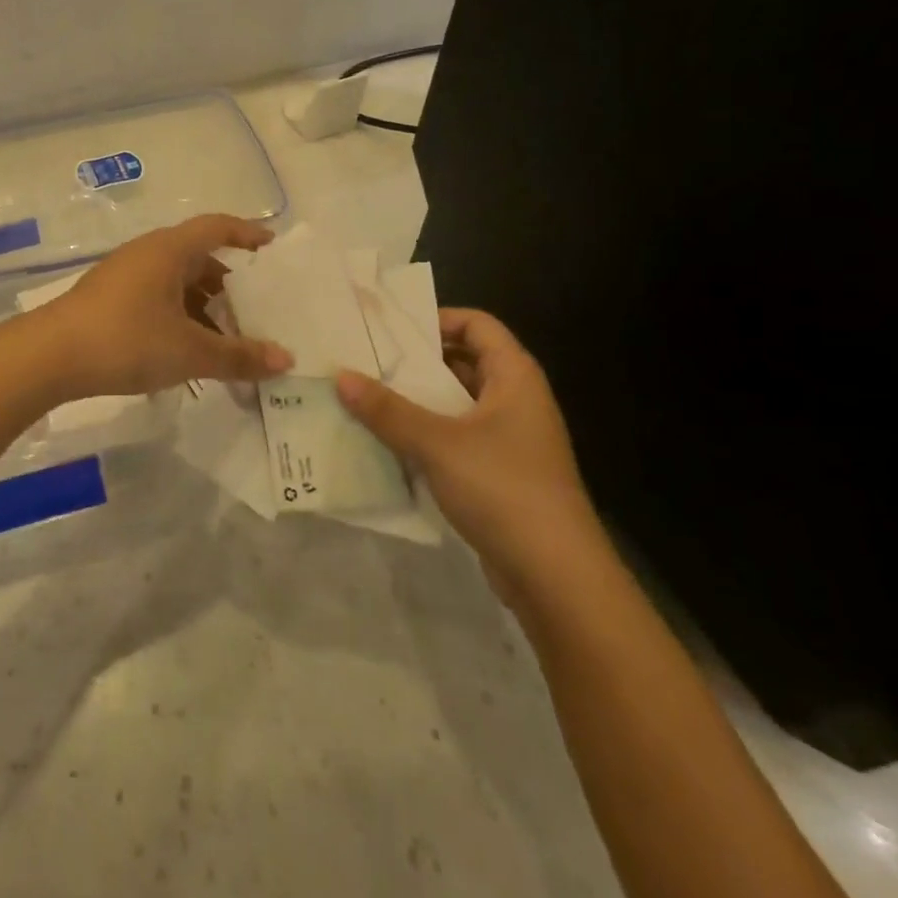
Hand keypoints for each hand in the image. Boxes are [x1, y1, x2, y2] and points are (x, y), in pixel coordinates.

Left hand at [33, 215, 293, 398]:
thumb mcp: (189, 351)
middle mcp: (148, 253)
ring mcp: (125, 275)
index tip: (271, 248)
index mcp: (169, 250)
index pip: (217, 227)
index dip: (247, 233)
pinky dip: (178, 315)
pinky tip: (185, 349)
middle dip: (228, 284)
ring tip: (223, 338)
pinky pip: (156, 297)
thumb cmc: (126, 340)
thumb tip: (286, 359)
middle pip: (198, 257)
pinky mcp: (109, 298)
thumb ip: (238, 356)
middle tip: (254, 311)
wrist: (49, 355)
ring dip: (202, 305)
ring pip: (176, 281)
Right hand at [336, 310, 602, 601]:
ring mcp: (509, 440)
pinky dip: (425, 434)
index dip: (436, 319)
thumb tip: (341, 376)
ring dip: (416, 401)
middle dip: (415, 362)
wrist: (557, 578)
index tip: (389, 329)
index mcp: (514, 377)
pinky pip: (455, 439)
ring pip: (455, 404)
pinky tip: (386, 441)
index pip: (477, 324)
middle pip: (462, 362)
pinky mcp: (499, 474)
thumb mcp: (437, 443)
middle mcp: (515, 400)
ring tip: (365, 397)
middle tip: (365, 360)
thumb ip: (387, 409)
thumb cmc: (503, 489)